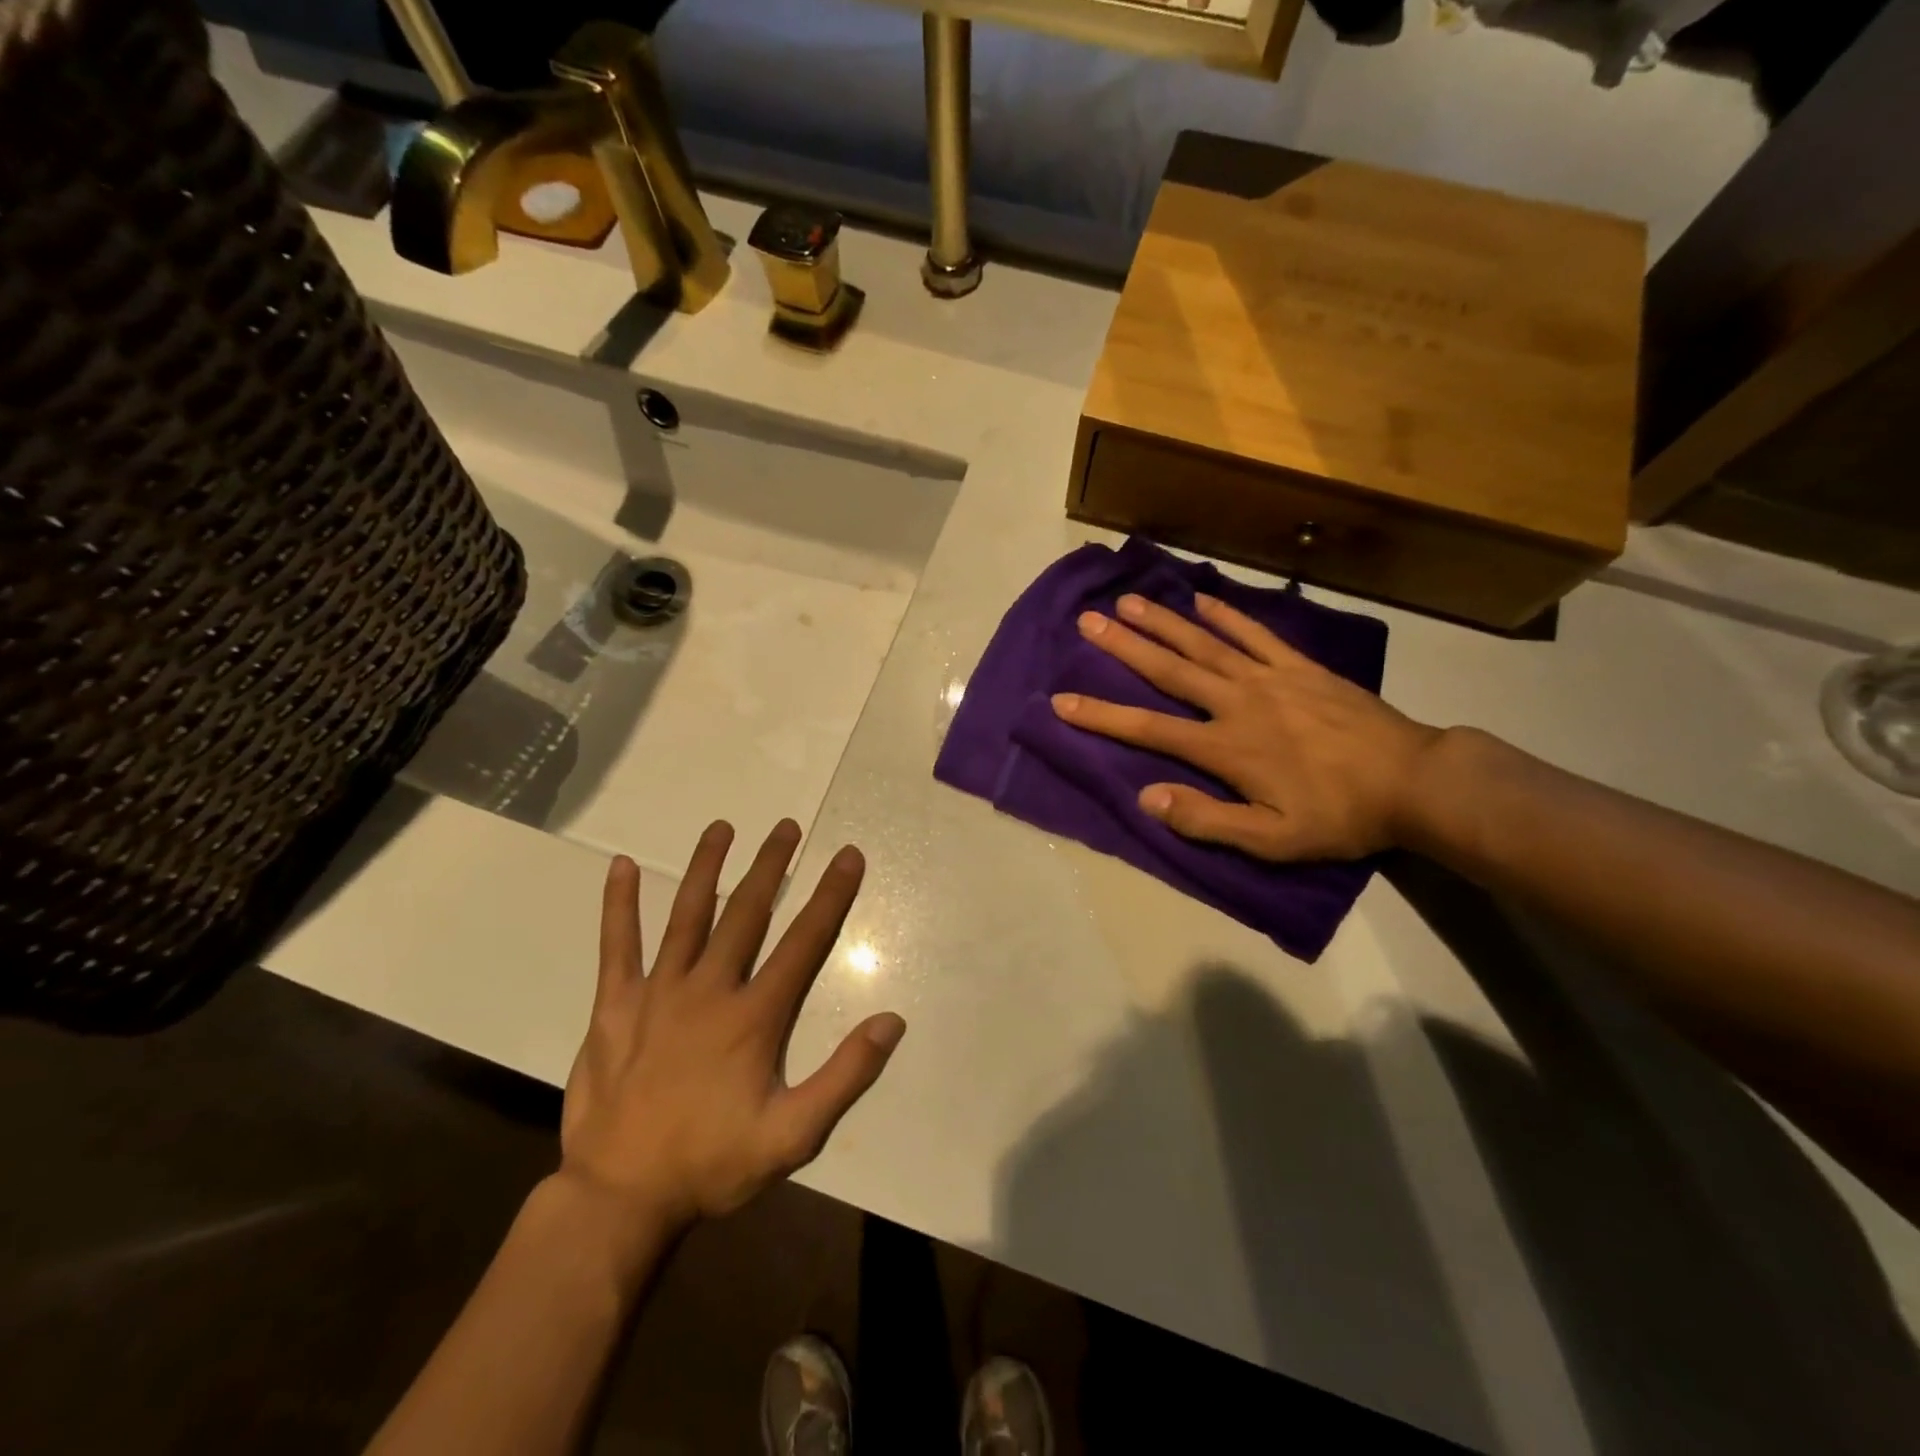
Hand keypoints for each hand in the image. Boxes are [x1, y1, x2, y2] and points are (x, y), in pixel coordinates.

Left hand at [557, 821, 905, 1239]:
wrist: (620, 1199)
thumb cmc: (712, 1164)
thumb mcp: (793, 1136)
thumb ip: (845, 1076)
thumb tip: (892, 1021)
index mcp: (754, 1016)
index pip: (804, 942)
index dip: (831, 896)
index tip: (848, 856)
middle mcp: (709, 989)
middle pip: (747, 913)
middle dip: (771, 866)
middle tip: (786, 826)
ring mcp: (657, 992)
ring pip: (687, 915)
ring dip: (707, 867)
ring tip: (722, 827)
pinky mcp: (615, 1005)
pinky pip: (617, 945)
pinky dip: (620, 905)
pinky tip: (622, 866)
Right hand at [1051, 592, 1441, 860]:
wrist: (1415, 781)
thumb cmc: (1339, 816)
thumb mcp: (1272, 840)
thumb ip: (1206, 820)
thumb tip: (1145, 798)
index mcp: (1226, 747)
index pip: (1149, 730)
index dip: (1102, 716)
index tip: (1061, 702)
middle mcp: (1238, 702)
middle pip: (1170, 670)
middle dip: (1124, 646)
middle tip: (1088, 620)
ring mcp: (1270, 678)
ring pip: (1205, 643)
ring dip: (1164, 622)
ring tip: (1129, 601)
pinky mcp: (1301, 667)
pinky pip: (1257, 634)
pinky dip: (1228, 615)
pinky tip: (1203, 599)